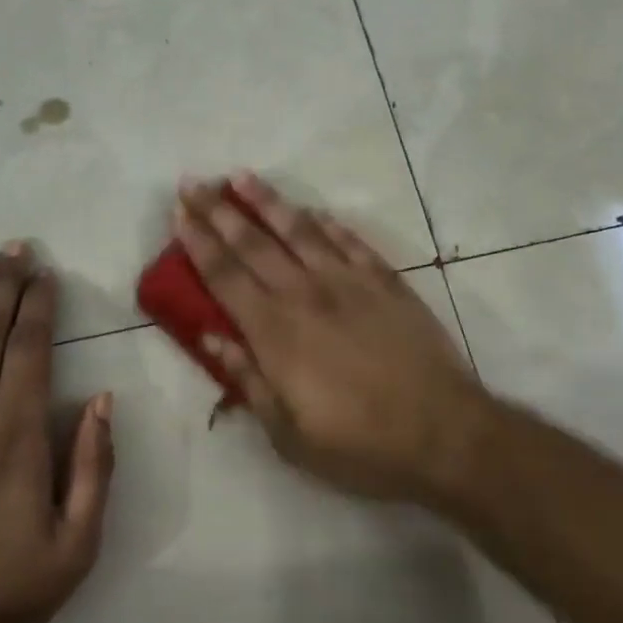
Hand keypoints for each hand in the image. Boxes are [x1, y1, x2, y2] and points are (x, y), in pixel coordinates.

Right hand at [172, 174, 492, 503]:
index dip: (198, 242)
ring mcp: (348, 281)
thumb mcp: (288, 434)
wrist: (442, 431)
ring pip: (298, 229)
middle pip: (252, 243)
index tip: (179, 213)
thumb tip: (210, 337)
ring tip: (241, 176)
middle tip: (193, 182)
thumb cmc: (359, 445)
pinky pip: (349, 241)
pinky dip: (327, 223)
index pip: (225, 276)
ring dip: (266, 201)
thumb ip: (248, 379)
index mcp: (275, 332)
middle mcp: (305, 294)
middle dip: (218, 210)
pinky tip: (313, 211)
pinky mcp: (384, 280)